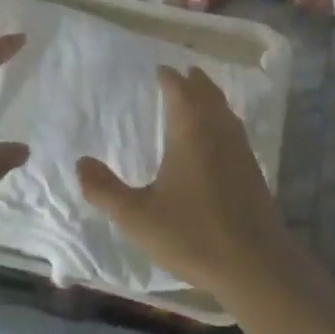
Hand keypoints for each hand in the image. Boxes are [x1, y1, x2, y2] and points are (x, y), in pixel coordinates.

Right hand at [77, 65, 298, 298]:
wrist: (254, 263)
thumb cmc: (192, 234)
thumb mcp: (137, 217)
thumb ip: (105, 190)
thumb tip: (80, 162)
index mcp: (189, 128)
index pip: (178, 88)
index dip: (168, 77)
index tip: (159, 70)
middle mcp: (216, 128)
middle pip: (205, 91)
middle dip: (192, 80)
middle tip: (180, 73)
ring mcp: (238, 146)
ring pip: (223, 107)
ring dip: (210, 95)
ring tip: (199, 94)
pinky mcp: (252, 167)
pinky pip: (234, 127)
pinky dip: (222, 117)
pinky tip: (218, 135)